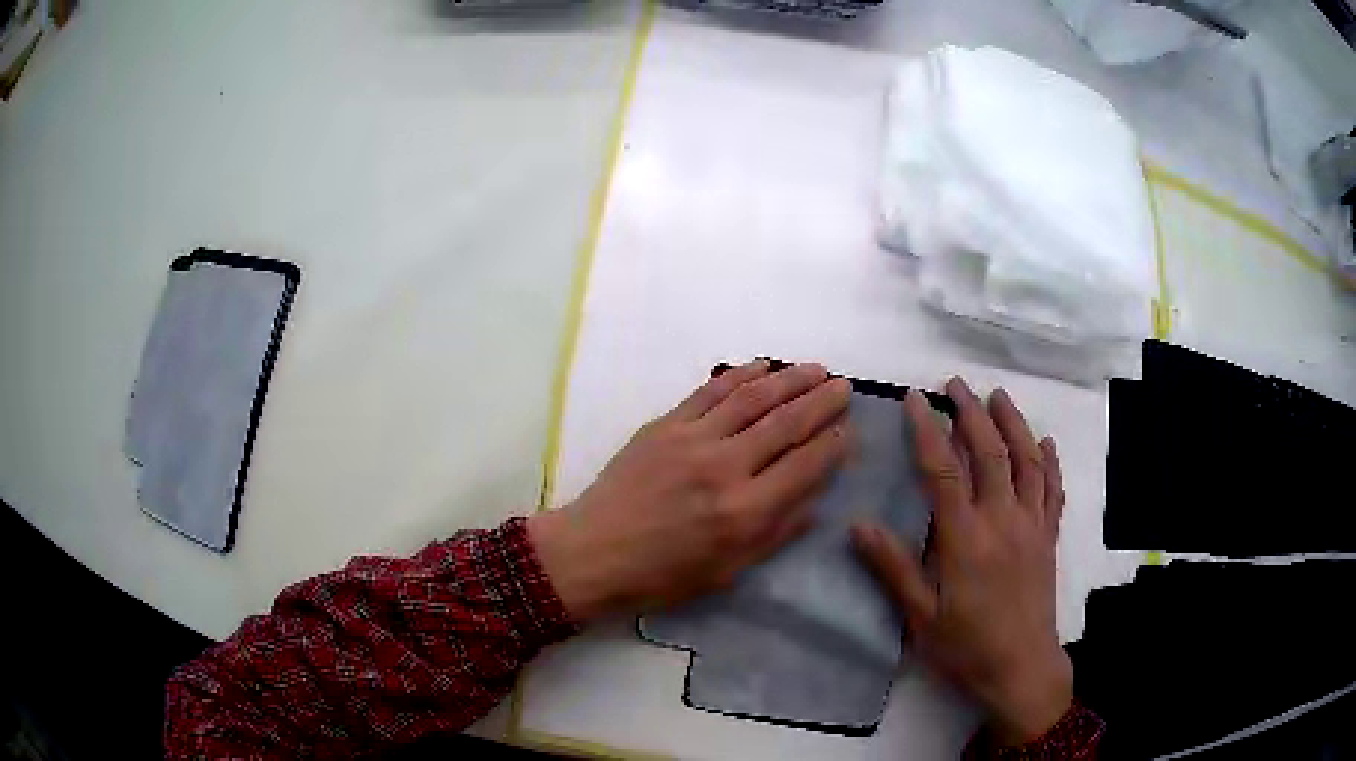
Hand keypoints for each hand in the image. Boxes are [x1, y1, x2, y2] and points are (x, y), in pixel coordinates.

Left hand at [529, 361, 851, 621]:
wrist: (594, 552)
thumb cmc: (662, 575)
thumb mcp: (728, 571)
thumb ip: (777, 533)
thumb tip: (817, 499)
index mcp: (745, 511)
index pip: (805, 465)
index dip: (833, 444)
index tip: (849, 429)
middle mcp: (725, 467)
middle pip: (786, 423)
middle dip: (822, 401)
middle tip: (844, 387)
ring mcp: (693, 439)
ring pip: (753, 398)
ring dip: (790, 379)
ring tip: (816, 369)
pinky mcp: (666, 425)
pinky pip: (711, 391)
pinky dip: (740, 374)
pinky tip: (762, 366)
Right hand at [853, 378, 1070, 746]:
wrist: (1020, 667)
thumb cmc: (965, 645)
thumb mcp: (920, 616)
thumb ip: (893, 568)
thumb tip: (859, 526)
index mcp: (965, 538)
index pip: (944, 470)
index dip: (928, 430)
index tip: (916, 399)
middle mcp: (1002, 520)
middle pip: (990, 452)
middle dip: (972, 412)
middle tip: (955, 384)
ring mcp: (1032, 525)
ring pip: (1027, 461)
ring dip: (1013, 423)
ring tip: (999, 396)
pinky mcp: (1048, 537)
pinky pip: (1052, 489)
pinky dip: (1049, 461)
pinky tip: (1044, 443)